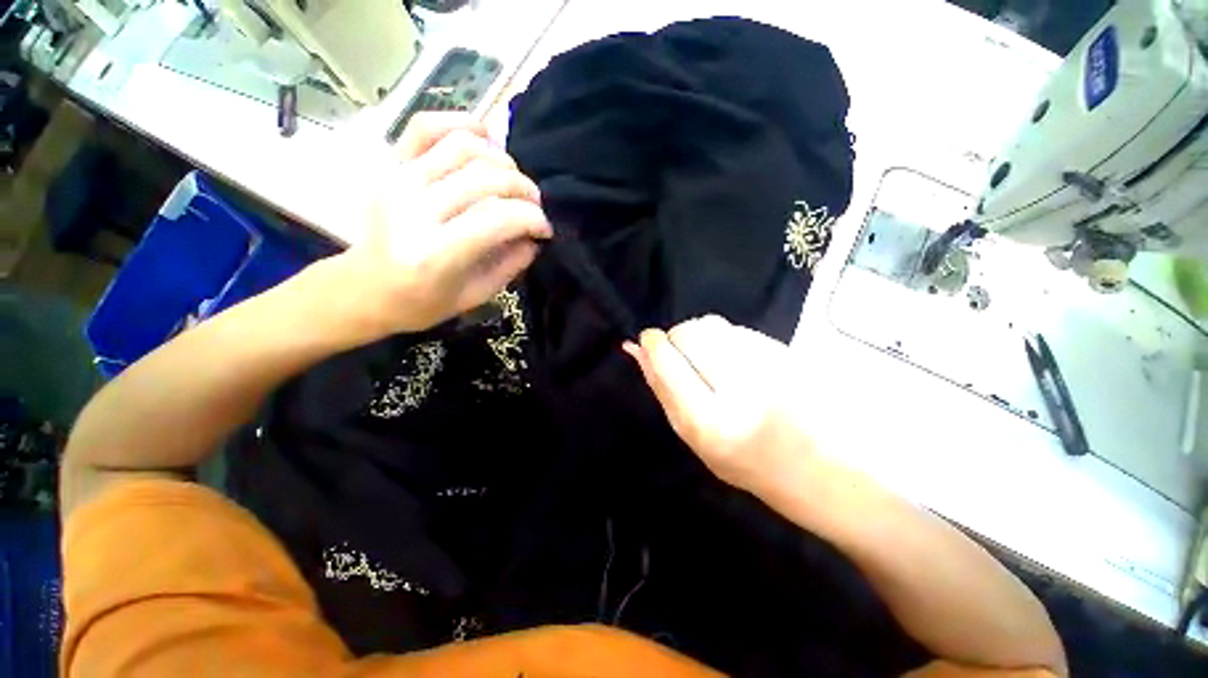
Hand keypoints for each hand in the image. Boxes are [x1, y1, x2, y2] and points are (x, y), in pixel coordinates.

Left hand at [335, 113, 550, 337]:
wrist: (365, 288)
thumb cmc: (423, 301)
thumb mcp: (476, 296)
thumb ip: (511, 264)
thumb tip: (534, 237)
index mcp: (437, 253)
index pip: (500, 218)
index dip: (534, 218)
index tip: (545, 229)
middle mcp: (416, 209)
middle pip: (487, 178)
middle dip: (524, 189)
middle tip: (534, 206)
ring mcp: (400, 181)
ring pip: (465, 147)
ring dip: (502, 160)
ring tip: (513, 181)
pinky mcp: (392, 166)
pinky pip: (427, 127)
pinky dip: (461, 123)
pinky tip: (485, 137)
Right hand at [623, 315, 814, 494]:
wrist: (814, 466)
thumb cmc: (741, 459)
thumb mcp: (690, 433)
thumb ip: (660, 387)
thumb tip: (633, 347)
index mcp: (709, 421)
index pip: (668, 359)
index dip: (653, 343)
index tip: (650, 342)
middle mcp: (740, 389)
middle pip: (688, 333)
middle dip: (677, 339)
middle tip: (687, 360)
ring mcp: (768, 366)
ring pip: (711, 324)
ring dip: (701, 337)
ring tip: (713, 363)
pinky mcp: (785, 352)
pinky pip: (736, 327)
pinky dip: (725, 338)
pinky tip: (737, 362)